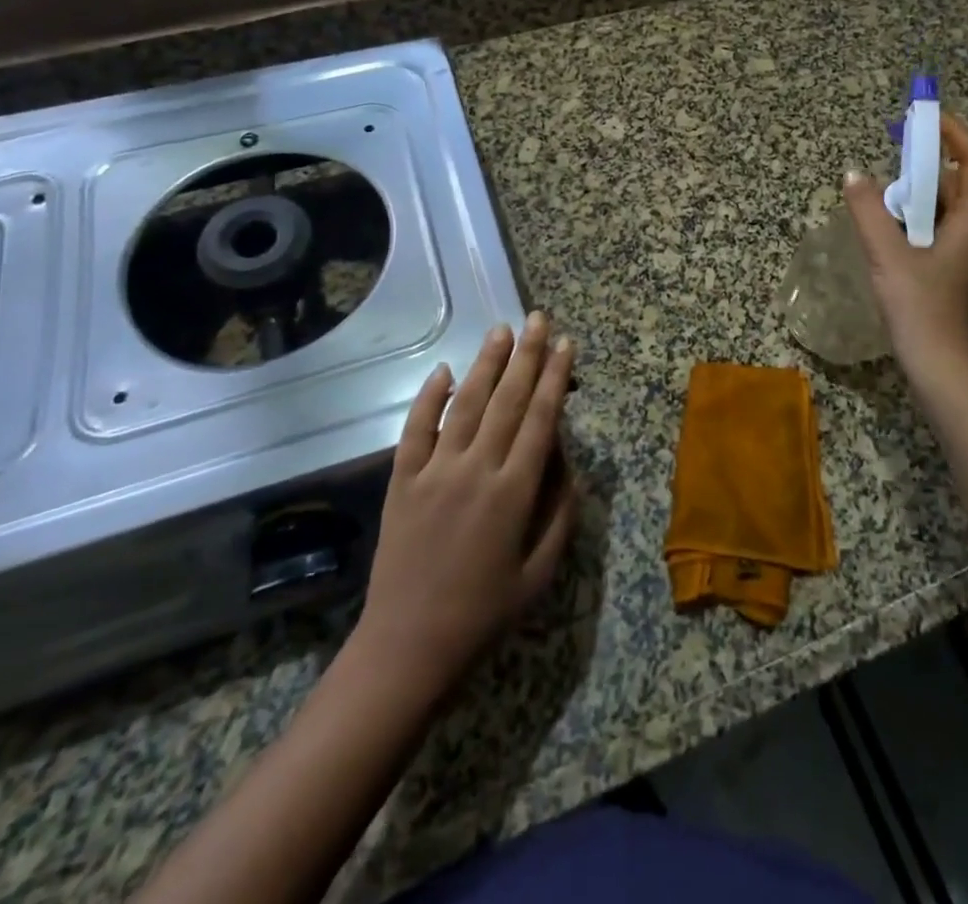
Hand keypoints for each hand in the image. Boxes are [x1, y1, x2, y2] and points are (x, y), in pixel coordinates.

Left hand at [350, 315, 578, 705]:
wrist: (407, 648)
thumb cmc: (483, 615)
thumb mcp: (540, 574)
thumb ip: (560, 513)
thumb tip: (566, 460)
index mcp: (513, 493)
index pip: (540, 419)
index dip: (555, 378)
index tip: (566, 344)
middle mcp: (475, 470)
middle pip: (506, 400)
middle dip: (526, 356)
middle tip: (538, 319)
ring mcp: (434, 472)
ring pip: (465, 404)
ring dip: (486, 364)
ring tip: (501, 330)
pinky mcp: (401, 481)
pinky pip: (416, 429)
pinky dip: (430, 397)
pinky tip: (444, 370)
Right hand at [843, 114, 967, 384]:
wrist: (946, 369)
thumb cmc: (922, 308)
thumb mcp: (888, 256)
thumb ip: (869, 212)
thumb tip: (855, 175)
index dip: (956, 135)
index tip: (928, 117)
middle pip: (961, 186)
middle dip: (929, 165)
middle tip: (895, 153)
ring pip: (949, 212)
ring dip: (920, 195)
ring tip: (885, 193)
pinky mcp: (958, 274)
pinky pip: (941, 233)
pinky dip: (918, 221)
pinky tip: (891, 233)